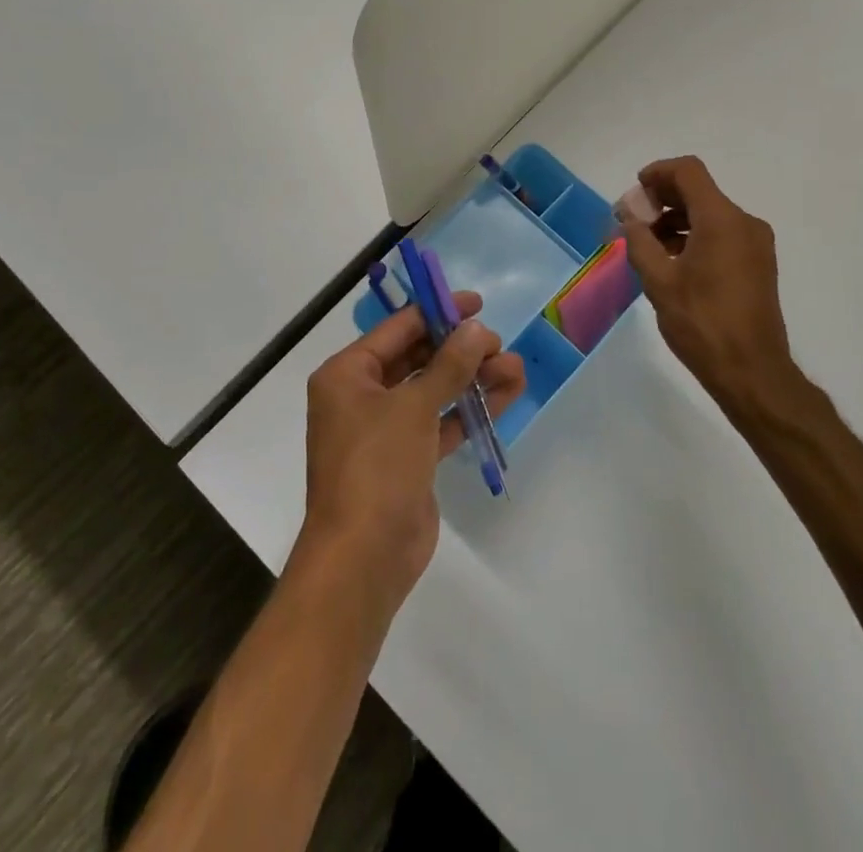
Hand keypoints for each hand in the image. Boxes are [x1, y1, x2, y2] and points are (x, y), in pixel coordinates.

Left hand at [297, 291, 524, 613]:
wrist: (364, 558)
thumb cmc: (377, 467)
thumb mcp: (413, 407)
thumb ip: (449, 364)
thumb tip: (477, 329)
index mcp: (347, 374)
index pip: (398, 328)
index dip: (438, 312)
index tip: (478, 304)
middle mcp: (362, 396)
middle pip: (418, 357)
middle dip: (460, 349)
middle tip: (499, 344)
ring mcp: (386, 429)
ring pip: (434, 390)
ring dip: (472, 378)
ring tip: (515, 368)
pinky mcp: (408, 458)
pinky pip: (441, 422)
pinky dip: (469, 409)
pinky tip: (507, 394)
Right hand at [620, 156, 813, 431]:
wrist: (752, 372)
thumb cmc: (701, 324)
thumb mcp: (659, 281)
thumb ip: (639, 241)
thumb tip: (627, 216)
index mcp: (722, 220)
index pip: (688, 172)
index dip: (657, 173)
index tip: (634, 192)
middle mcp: (744, 223)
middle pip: (699, 191)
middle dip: (662, 199)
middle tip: (633, 221)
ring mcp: (755, 244)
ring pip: (710, 214)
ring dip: (677, 220)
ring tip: (648, 246)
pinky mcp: (758, 263)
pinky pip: (722, 234)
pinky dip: (695, 236)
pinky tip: (673, 262)